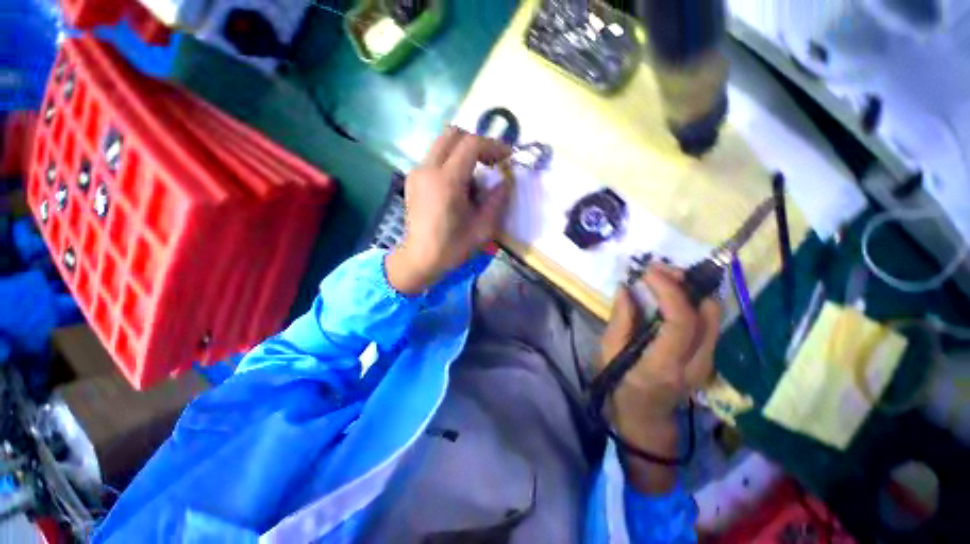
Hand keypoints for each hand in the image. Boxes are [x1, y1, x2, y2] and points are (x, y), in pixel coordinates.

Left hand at [386, 127, 511, 293]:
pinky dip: (451, 161)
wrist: (419, 259)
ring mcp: (417, 172)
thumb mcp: (483, 229)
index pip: (471, 144)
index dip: (493, 145)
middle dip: (477, 142)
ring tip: (476, 176)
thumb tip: (505, 182)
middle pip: (453, 134)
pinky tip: (459, 185)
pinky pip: (435, 158)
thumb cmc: (452, 248)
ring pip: (442, 144)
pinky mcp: (413, 179)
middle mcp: (428, 169)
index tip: (507, 158)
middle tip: (491, 161)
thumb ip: (497, 201)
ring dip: (463, 152)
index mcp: (446, 182)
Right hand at [598, 264, 720, 430]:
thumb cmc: (620, 387)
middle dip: (685, 284)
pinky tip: (672, 295)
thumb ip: (619, 321)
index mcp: (664, 366)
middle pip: (708, 314)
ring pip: (714, 315)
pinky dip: (694, 301)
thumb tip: (626, 288)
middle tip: (658, 270)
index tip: (649, 272)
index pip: (681, 322)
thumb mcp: (608, 354)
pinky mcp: (710, 358)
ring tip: (664, 279)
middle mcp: (696, 364)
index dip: (669, 291)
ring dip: (691, 290)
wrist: (647, 420)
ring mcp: (709, 362)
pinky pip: (710, 321)